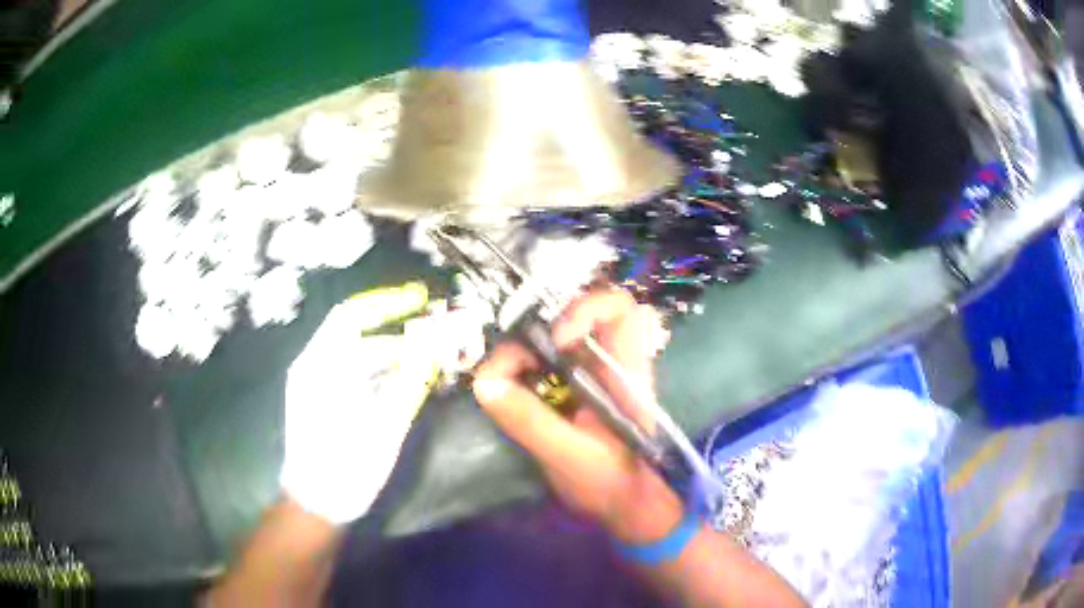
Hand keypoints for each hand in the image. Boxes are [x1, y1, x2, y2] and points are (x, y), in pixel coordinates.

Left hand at [280, 287, 434, 524]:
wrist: (316, 503)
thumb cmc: (346, 466)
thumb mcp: (383, 426)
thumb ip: (408, 381)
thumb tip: (434, 345)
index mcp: (321, 367)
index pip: (352, 315)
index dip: (387, 303)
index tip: (420, 300)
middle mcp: (314, 367)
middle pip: (359, 335)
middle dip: (399, 334)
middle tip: (436, 339)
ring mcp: (316, 384)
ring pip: (358, 356)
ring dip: (393, 356)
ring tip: (429, 363)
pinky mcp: (322, 400)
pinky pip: (353, 375)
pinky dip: (380, 374)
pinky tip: (405, 383)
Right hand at [473, 289, 682, 543]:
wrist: (626, 507)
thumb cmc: (611, 484)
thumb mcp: (569, 456)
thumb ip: (530, 421)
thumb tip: (484, 383)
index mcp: (625, 372)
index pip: (620, 309)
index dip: (585, 308)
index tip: (557, 340)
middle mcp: (610, 363)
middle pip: (572, 317)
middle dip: (535, 337)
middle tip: (511, 370)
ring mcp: (591, 375)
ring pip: (552, 340)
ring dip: (523, 355)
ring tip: (503, 385)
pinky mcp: (574, 389)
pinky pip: (544, 364)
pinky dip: (522, 371)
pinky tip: (510, 395)